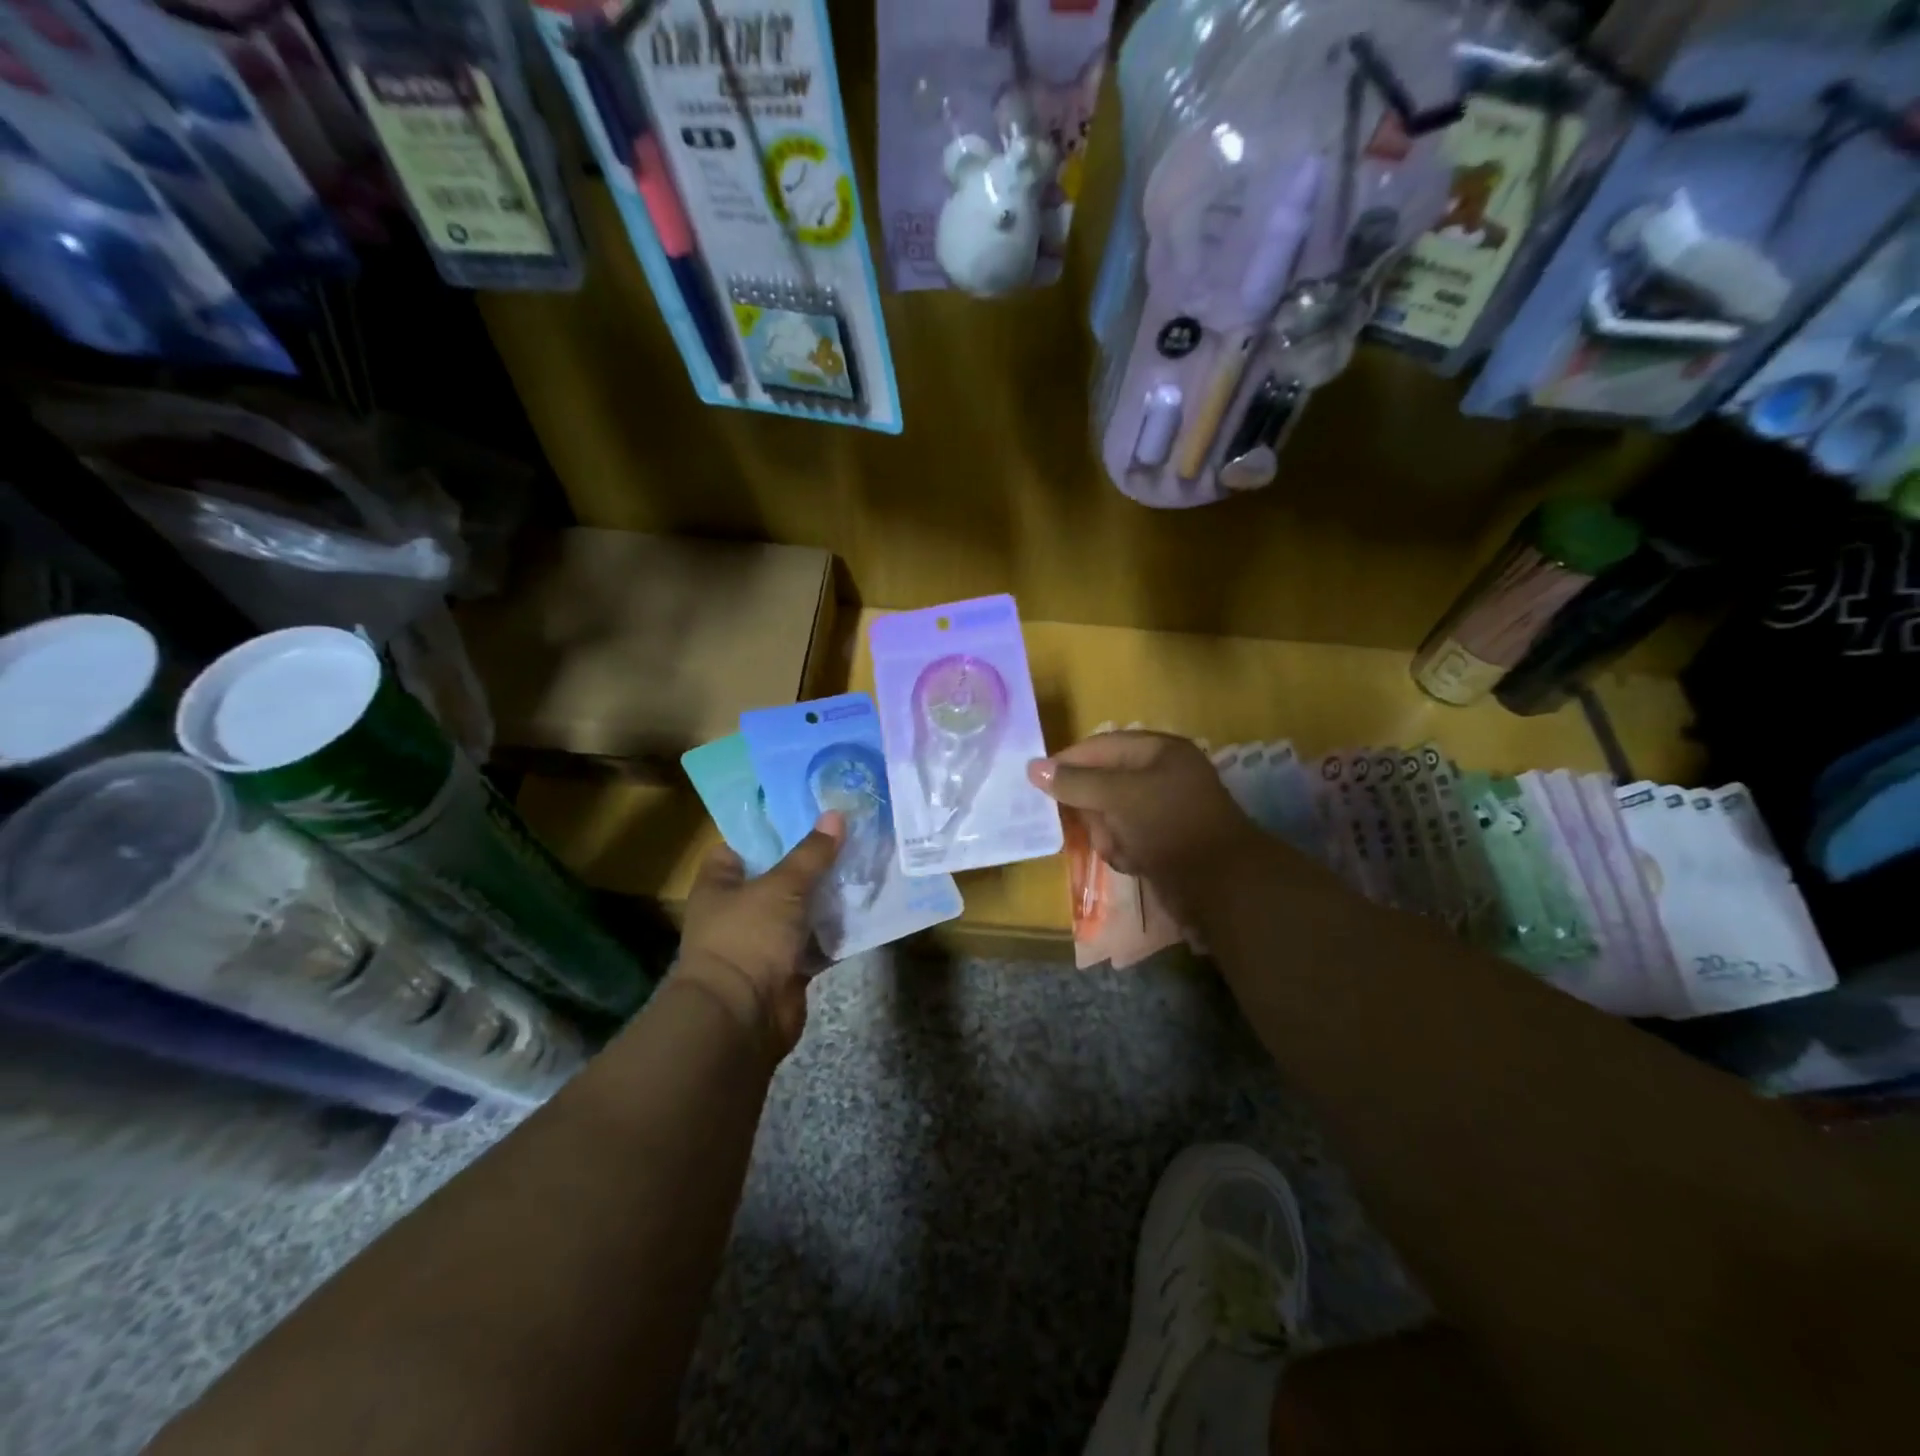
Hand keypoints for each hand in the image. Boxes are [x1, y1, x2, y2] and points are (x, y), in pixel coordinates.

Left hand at [672, 812, 843, 1059]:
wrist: (741, 1018)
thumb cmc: (748, 938)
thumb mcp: (782, 886)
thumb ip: (811, 853)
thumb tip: (835, 814)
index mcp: (721, 883)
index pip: (743, 844)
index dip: (772, 827)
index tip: (809, 810)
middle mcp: (740, 909)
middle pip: (780, 875)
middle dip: (813, 859)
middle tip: (851, 832)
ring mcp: (764, 940)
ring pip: (803, 908)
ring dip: (830, 894)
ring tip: (867, 862)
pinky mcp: (788, 967)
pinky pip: (817, 941)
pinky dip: (838, 930)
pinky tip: (868, 907)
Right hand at [1028, 732, 1267, 916]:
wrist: (1222, 887)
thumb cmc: (1170, 826)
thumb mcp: (1118, 797)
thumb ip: (1075, 782)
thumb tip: (1032, 767)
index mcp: (1160, 751)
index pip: (1102, 746)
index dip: (1070, 761)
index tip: (1039, 781)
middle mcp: (1162, 775)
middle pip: (1103, 783)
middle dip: (1093, 808)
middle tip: (1092, 824)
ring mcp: (1163, 811)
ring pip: (1110, 815)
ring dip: (1107, 834)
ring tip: (1121, 848)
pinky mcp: (1162, 842)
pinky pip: (1125, 838)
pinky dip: (1123, 851)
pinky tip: (1134, 863)